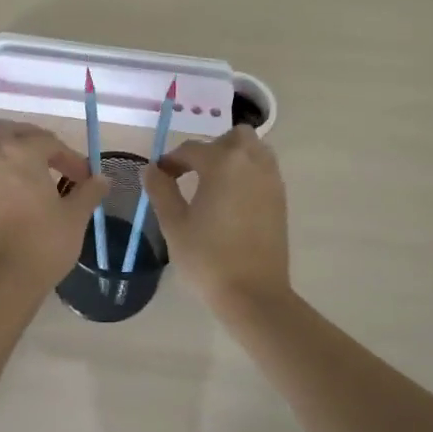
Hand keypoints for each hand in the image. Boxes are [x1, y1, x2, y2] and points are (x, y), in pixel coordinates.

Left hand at [0, 120, 108, 290]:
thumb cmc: (44, 242)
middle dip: (29, 140)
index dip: (70, 157)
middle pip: (7, 131)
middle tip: (49, 160)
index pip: (49, 142)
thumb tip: (101, 179)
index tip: (85, 178)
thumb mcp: (75, 216)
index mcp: (21, 152)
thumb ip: (89, 192)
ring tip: (17, 171)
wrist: (2, 280)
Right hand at [139, 126, 290, 315]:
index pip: (191, 149)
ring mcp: (270, 180)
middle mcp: (251, 163)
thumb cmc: (208, 258)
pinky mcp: (281, 199)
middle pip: (233, 137)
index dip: (171, 161)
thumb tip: (151, 169)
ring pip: (254, 149)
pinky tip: (233, 198)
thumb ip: (160, 190)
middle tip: (193, 172)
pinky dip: (249, 172)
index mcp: (222, 163)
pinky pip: (264, 169)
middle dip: (211, 148)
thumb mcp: (174, 224)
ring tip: (215, 182)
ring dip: (234, 156)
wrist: (254, 294)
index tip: (160, 176)